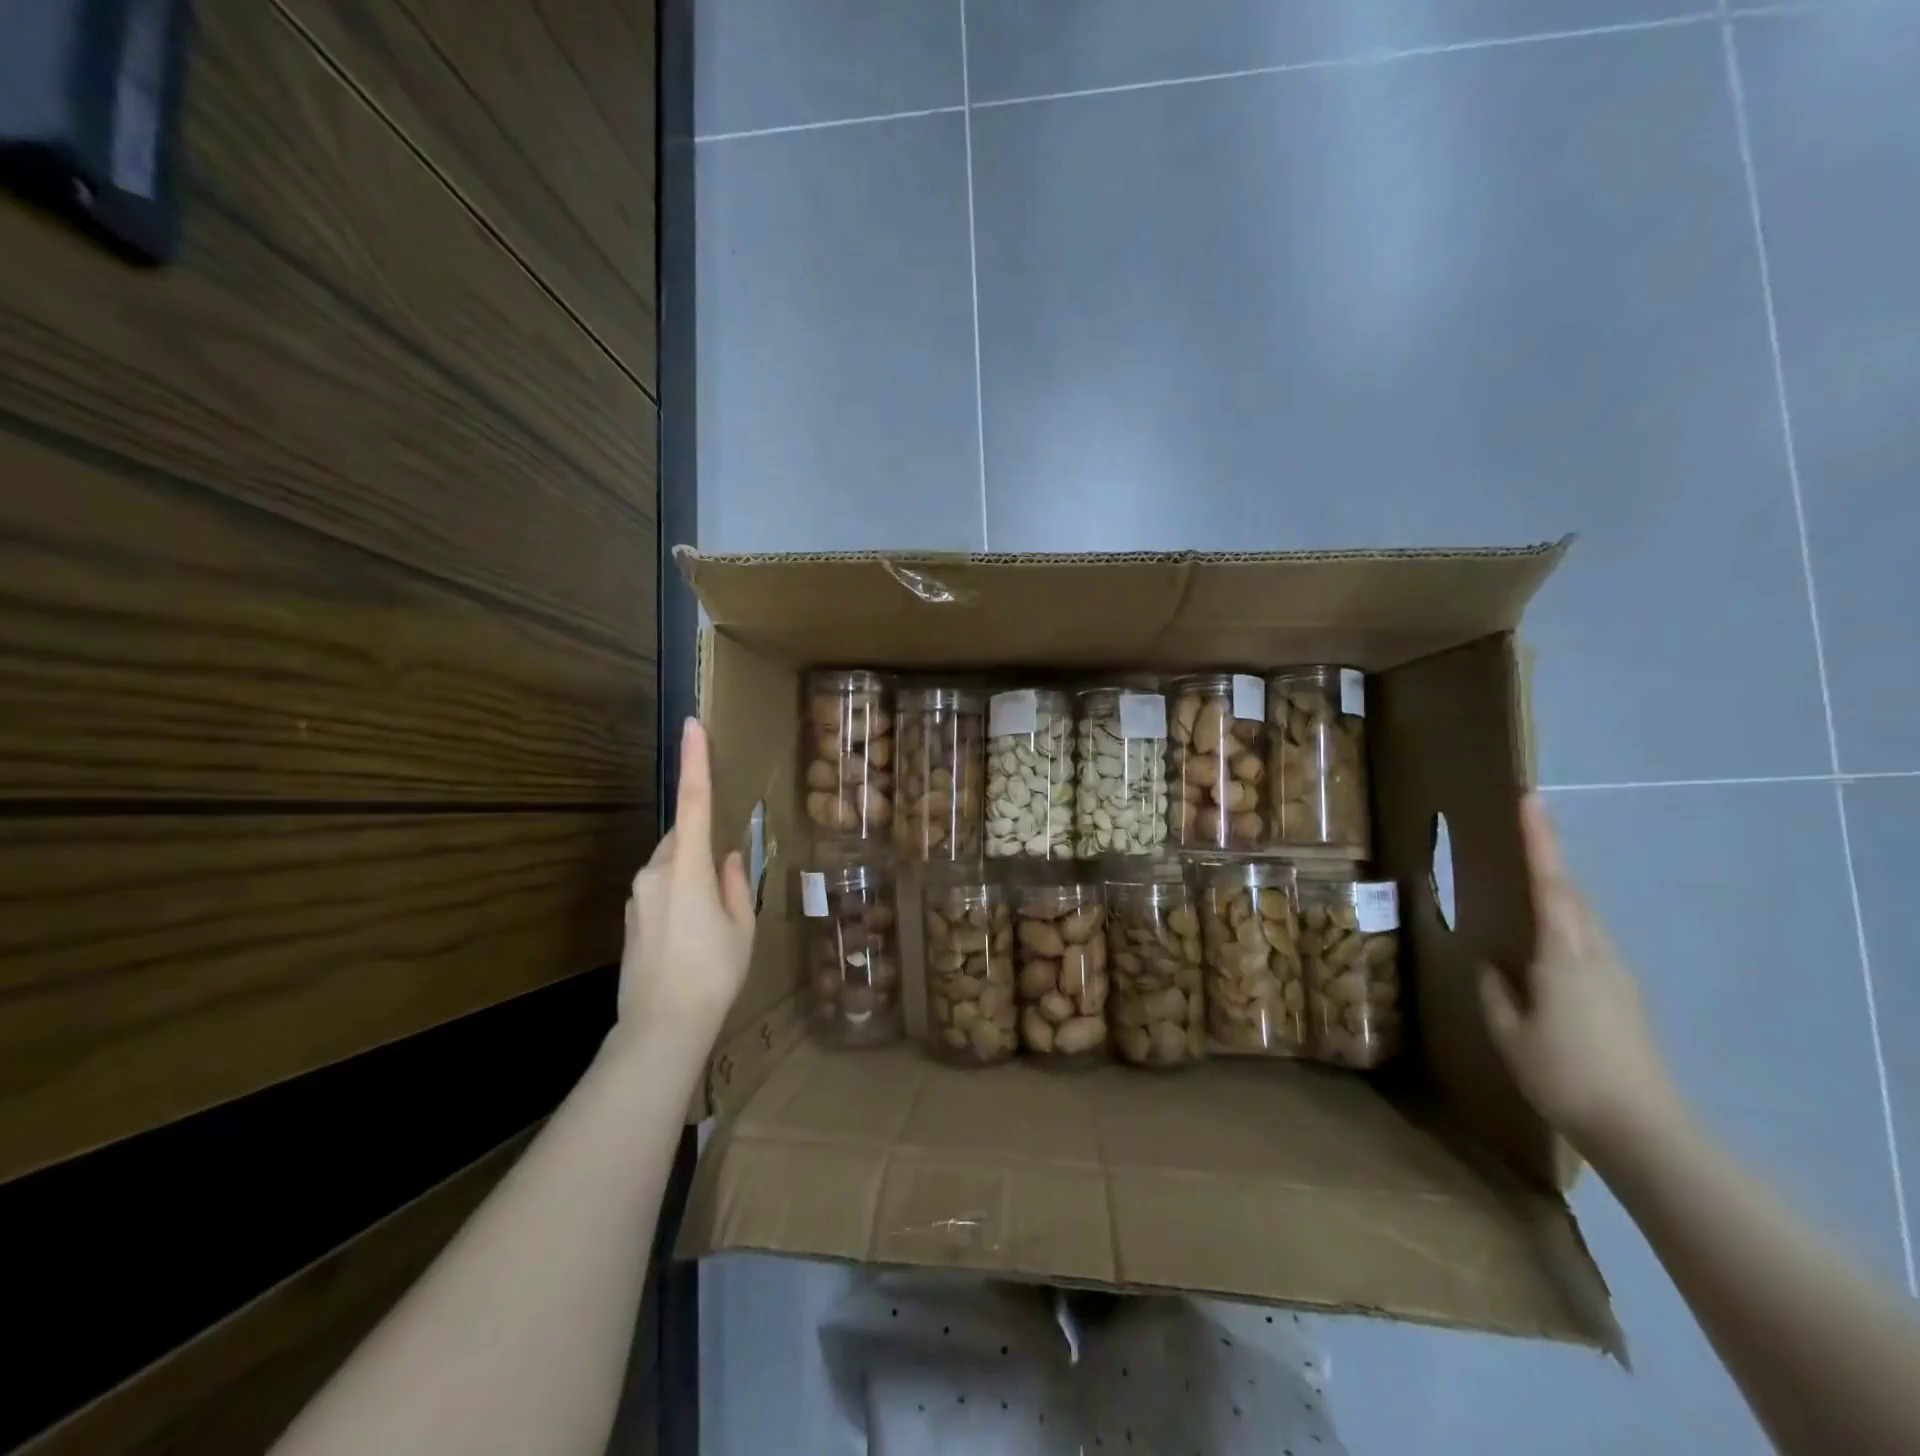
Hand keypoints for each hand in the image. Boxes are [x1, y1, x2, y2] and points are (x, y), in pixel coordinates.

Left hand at [617, 718, 755, 1042]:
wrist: (661, 1026)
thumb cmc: (713, 973)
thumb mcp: (741, 927)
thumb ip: (735, 883)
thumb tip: (728, 857)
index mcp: (687, 868)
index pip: (694, 802)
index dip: (694, 761)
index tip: (692, 725)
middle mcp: (655, 872)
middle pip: (683, 838)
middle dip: (703, 845)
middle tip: (726, 887)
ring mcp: (637, 895)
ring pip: (671, 865)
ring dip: (692, 875)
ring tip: (712, 922)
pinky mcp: (630, 916)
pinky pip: (660, 888)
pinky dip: (679, 895)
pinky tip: (692, 934)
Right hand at [1480, 794, 1679, 1153]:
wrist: (1644, 1130)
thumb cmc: (1564, 1075)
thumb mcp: (1509, 1032)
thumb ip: (1495, 991)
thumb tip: (1490, 964)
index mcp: (1564, 955)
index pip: (1550, 884)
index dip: (1539, 840)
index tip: (1532, 800)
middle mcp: (1596, 954)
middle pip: (1571, 893)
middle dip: (1548, 857)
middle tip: (1522, 829)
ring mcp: (1616, 975)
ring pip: (1582, 917)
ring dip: (1557, 891)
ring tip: (1524, 880)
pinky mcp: (1623, 995)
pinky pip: (1587, 941)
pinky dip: (1564, 922)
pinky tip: (1542, 942)